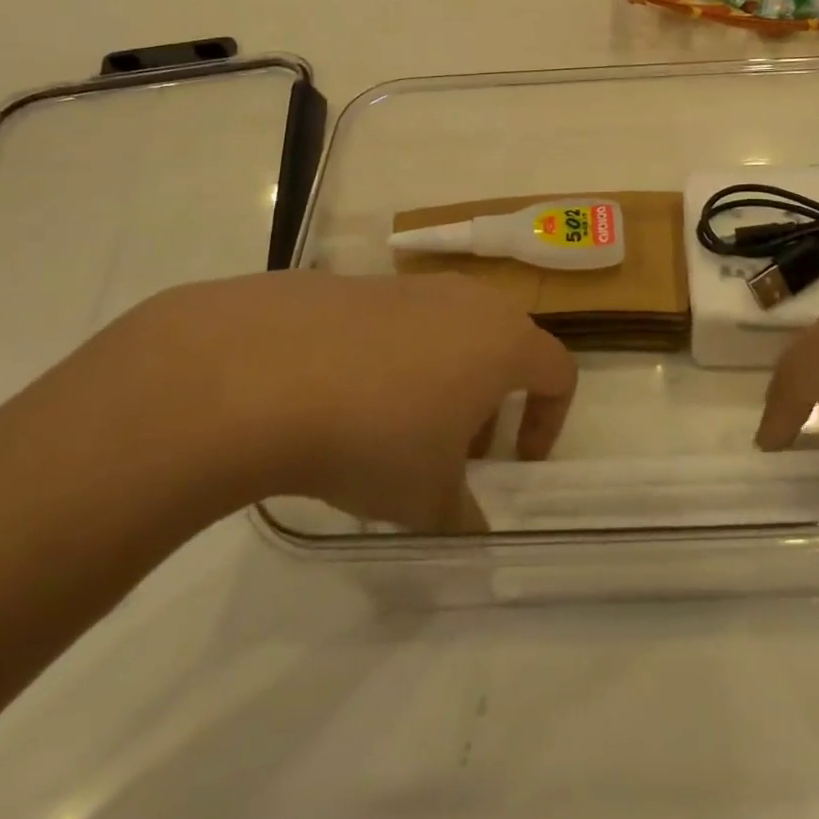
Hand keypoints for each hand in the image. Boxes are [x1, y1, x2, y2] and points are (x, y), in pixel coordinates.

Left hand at [39, 271, 575, 532]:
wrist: (261, 372)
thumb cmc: (375, 435)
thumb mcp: (426, 498)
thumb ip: (463, 517)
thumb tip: (473, 534)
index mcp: (503, 341)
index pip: (558, 372)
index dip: (548, 421)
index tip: (515, 463)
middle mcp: (466, 300)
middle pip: (502, 348)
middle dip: (489, 402)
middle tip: (455, 451)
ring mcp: (408, 286)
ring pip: (447, 333)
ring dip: (440, 380)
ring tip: (393, 430)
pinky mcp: (354, 284)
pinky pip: (394, 325)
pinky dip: (390, 361)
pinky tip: (340, 401)